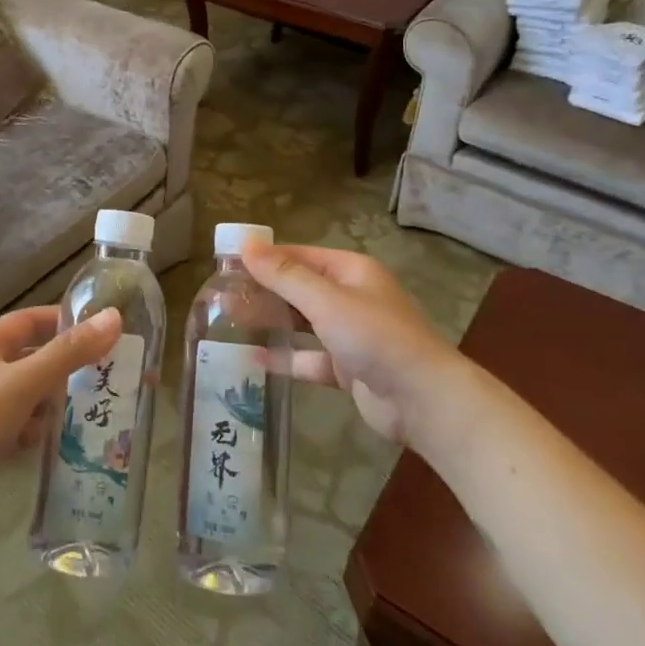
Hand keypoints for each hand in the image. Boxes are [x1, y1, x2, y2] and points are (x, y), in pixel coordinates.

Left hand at [0, 306, 121, 537]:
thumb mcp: (25, 381)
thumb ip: (69, 352)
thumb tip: (113, 318)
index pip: (29, 320)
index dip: (63, 321)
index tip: (100, 330)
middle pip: (31, 358)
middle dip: (65, 366)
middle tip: (104, 374)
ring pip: (27, 394)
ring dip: (53, 401)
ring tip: (89, 409)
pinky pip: (18, 424)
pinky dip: (36, 429)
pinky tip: (54, 441)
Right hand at [240, 240, 467, 445]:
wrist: (424, 401)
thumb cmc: (376, 338)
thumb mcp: (327, 301)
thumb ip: (285, 276)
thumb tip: (246, 244)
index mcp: (351, 271)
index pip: (298, 255)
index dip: (264, 257)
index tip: (226, 263)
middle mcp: (351, 297)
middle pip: (299, 288)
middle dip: (263, 290)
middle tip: (221, 294)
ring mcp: (350, 334)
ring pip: (302, 322)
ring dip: (271, 321)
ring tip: (230, 321)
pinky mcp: (347, 367)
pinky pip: (309, 358)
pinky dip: (286, 358)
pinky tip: (255, 359)